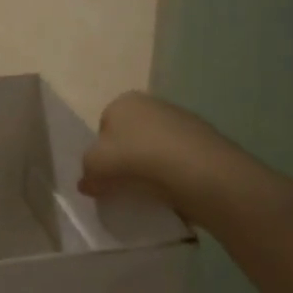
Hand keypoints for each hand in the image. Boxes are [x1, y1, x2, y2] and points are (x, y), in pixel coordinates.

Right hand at [80, 91, 242, 224]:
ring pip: (155, 148)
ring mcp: (183, 120)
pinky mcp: (206, 142)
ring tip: (149, 191)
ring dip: (150, 167)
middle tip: (123, 184)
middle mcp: (153, 103)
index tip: (104, 175)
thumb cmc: (135, 159)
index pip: (103, 126)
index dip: (101, 152)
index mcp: (123, 102)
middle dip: (126, 158)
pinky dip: (172, 174)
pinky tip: (171, 190)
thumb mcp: (94, 167)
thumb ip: (86, 173)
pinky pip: (178, 160)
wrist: (198, 171)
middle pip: (130, 136)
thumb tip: (88, 182)